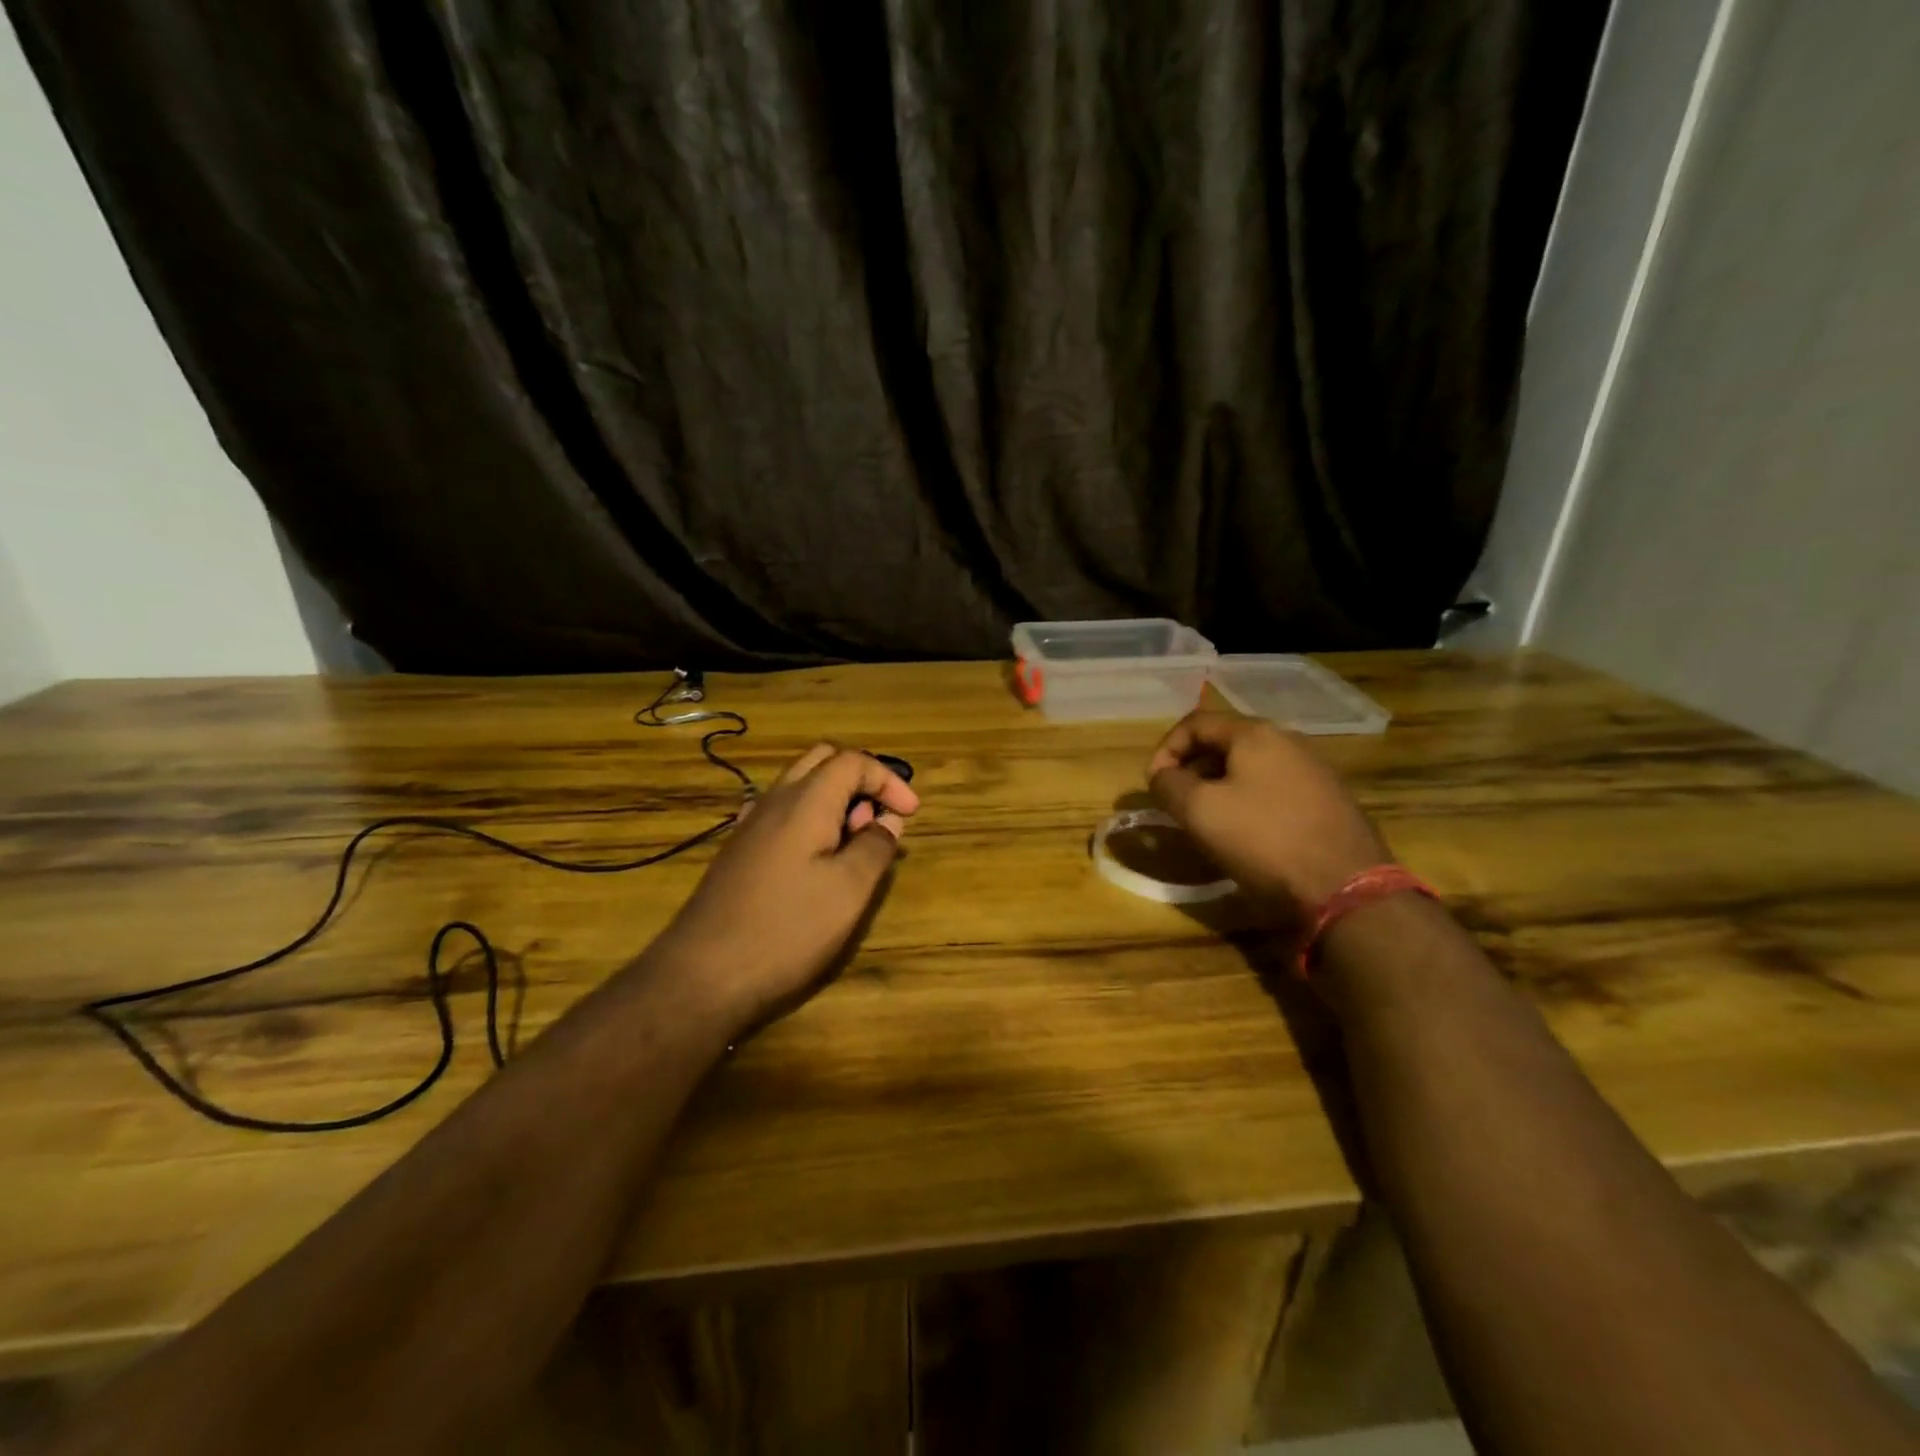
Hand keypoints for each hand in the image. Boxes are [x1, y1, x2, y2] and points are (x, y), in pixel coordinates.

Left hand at [645, 744, 919, 1033]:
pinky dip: (811, 819)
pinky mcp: (739, 851)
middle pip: (822, 761)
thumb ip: (874, 848)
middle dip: (860, 779)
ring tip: (855, 844)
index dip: (888, 780)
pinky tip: (818, 859)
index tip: (910, 814)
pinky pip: (782, 813)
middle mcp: (774, 801)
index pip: (853, 761)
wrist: (703, 974)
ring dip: (835, 799)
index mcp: (805, 801)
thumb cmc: (787, 929)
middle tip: (880, 818)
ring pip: (799, 786)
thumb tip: (887, 822)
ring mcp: (751, 825)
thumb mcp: (848, 891)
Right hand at [1147, 711, 1390, 923]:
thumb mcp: (1199, 811)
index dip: (1165, 750)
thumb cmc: (1263, 840)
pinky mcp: (1330, 801)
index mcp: (1255, 734)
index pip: (1195, 722)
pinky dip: (1249, 803)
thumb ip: (1168, 784)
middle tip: (1177, 804)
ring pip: (1250, 768)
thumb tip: (1162, 776)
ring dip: (1219, 788)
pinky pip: (1275, 790)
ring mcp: (1315, 771)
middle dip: (1192, 770)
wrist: (1345, 888)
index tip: (1154, 785)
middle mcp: (1289, 741)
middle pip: (1224, 743)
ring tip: (1208, 822)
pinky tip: (1247, 836)